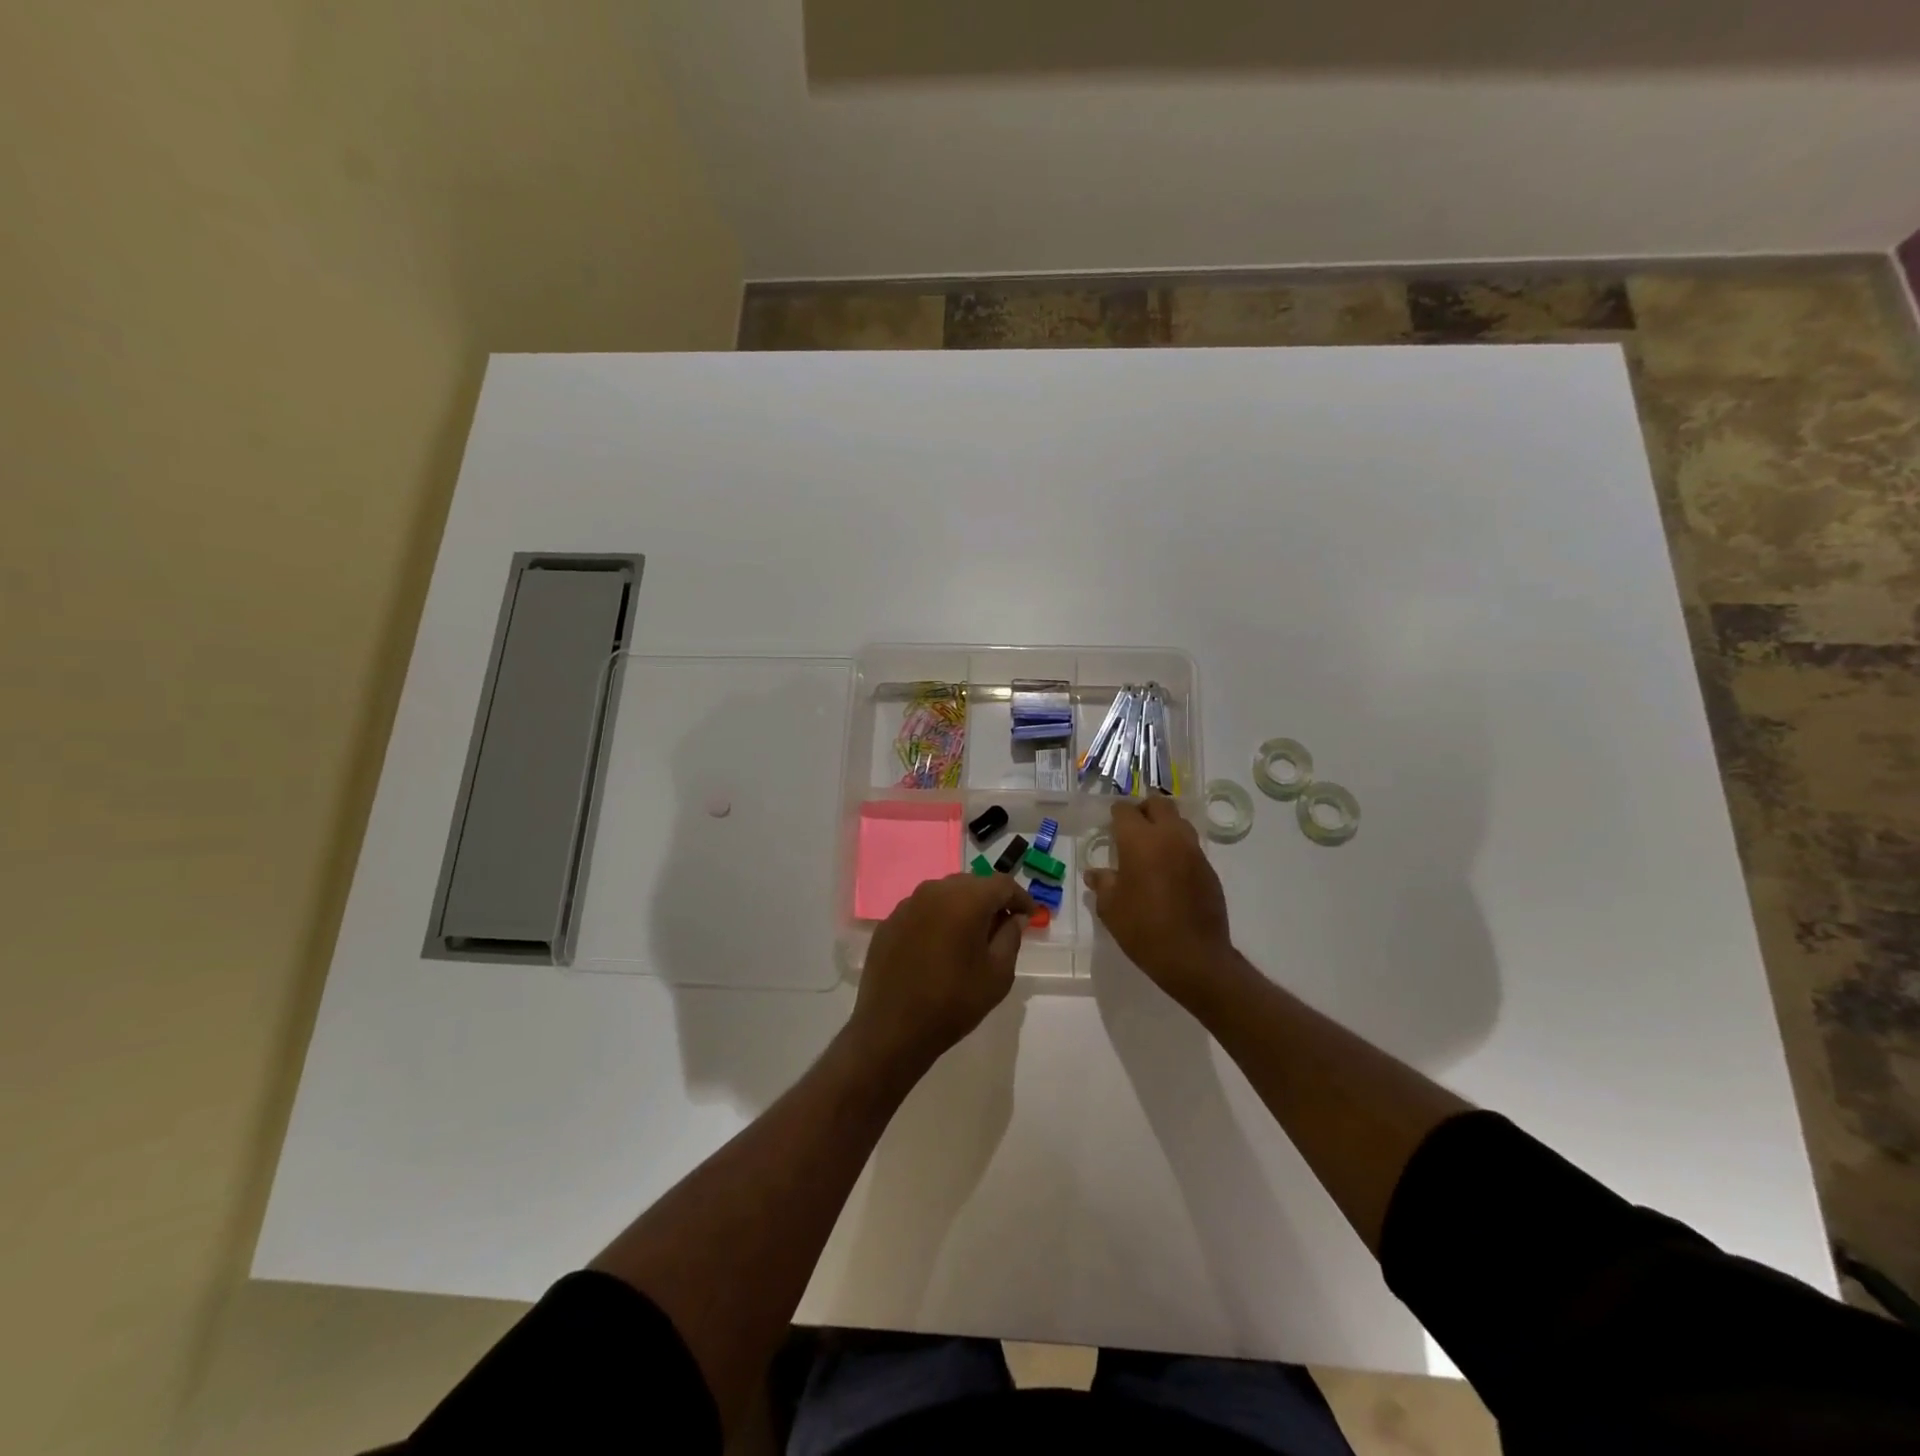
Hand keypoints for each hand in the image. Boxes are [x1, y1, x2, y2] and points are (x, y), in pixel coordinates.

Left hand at [848, 873, 1034, 1075]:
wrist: (893, 1029)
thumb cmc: (954, 1002)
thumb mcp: (998, 973)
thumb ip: (1011, 936)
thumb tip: (1014, 916)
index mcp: (965, 899)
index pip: (1002, 884)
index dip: (1020, 898)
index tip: (1030, 916)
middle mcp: (934, 891)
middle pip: (972, 884)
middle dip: (991, 900)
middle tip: (1003, 926)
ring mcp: (907, 904)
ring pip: (945, 894)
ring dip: (962, 907)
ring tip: (971, 935)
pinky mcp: (889, 922)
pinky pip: (922, 910)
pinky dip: (937, 919)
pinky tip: (939, 946)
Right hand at [1083, 797, 1234, 1005]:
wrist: (1194, 957)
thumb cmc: (1143, 929)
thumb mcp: (1110, 908)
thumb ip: (1102, 883)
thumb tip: (1096, 874)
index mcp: (1140, 840)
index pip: (1125, 810)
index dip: (1115, 815)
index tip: (1109, 826)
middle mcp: (1169, 837)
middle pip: (1159, 804)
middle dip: (1143, 810)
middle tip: (1131, 829)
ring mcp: (1193, 851)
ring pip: (1179, 822)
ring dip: (1164, 827)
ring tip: (1151, 849)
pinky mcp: (1208, 869)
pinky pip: (1190, 847)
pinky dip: (1177, 849)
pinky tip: (1168, 873)